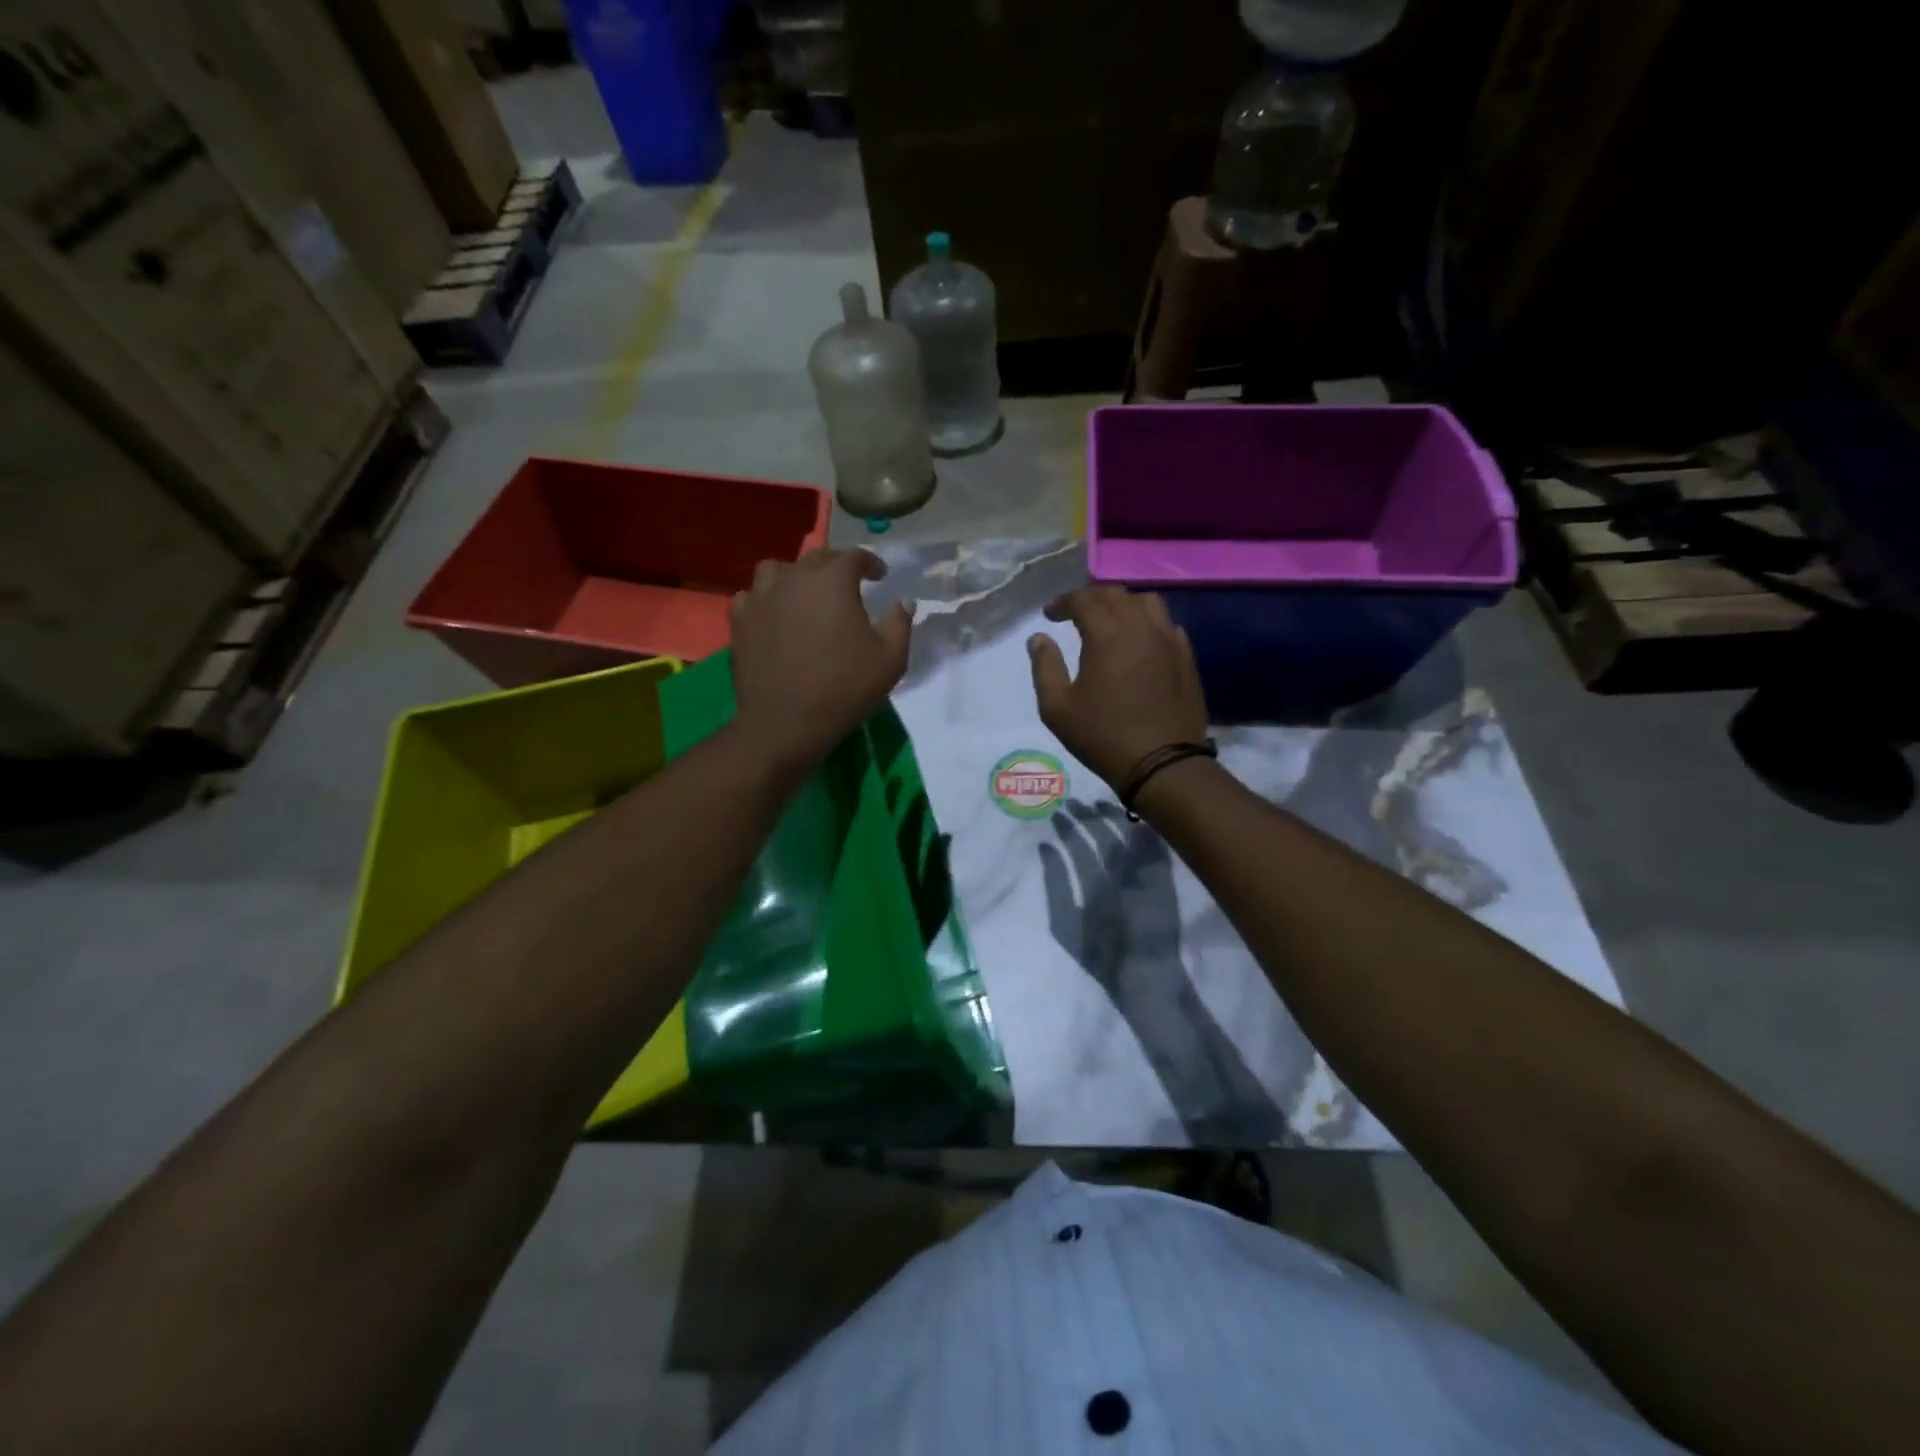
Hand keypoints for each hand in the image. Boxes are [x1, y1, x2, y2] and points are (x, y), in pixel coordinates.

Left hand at [729, 549, 912, 775]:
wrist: (786, 722)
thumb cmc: (844, 689)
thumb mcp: (890, 660)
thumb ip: (900, 624)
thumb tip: (903, 601)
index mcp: (833, 581)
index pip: (854, 556)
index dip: (870, 562)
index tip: (879, 575)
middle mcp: (794, 578)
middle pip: (817, 558)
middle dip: (836, 565)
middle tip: (848, 583)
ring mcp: (761, 597)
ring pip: (777, 569)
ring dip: (795, 575)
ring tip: (804, 593)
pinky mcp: (740, 620)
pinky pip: (751, 596)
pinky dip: (765, 599)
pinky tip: (774, 614)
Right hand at [1027, 586, 1208, 787]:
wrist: (1163, 763)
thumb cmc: (1103, 736)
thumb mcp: (1057, 708)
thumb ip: (1045, 667)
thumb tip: (1039, 638)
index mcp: (1107, 635)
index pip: (1084, 600)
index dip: (1063, 602)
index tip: (1050, 614)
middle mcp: (1141, 628)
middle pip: (1116, 595)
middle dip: (1091, 599)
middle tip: (1075, 614)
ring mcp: (1169, 640)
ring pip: (1147, 602)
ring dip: (1123, 604)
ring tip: (1110, 621)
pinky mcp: (1186, 657)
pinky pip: (1166, 625)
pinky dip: (1148, 623)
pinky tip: (1139, 641)